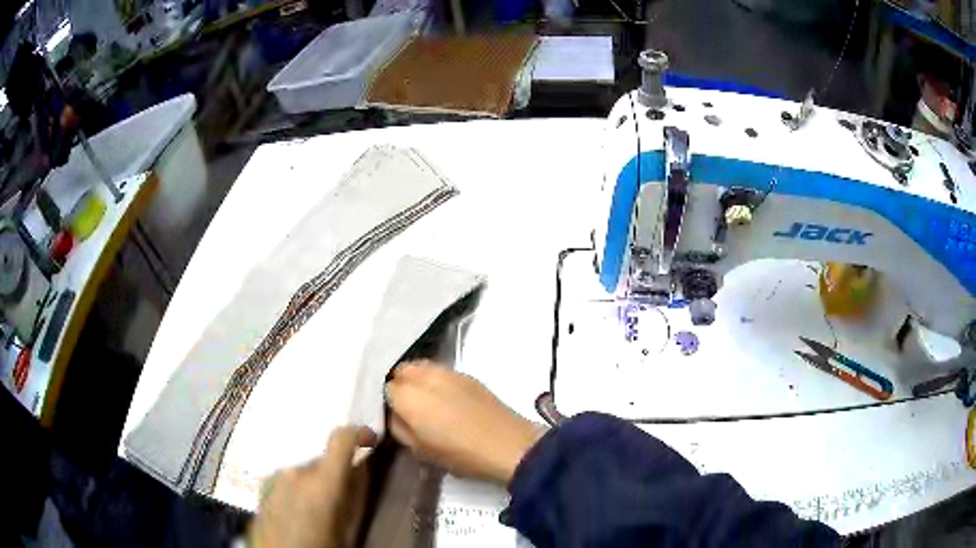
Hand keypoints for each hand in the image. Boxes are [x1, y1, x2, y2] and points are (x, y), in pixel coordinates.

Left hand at [249, 426, 375, 547]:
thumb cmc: (321, 545)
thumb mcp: (347, 526)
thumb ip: (355, 493)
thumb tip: (361, 467)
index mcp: (321, 481)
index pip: (341, 438)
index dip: (356, 435)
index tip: (364, 438)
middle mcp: (294, 471)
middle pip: (318, 458)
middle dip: (330, 470)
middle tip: (336, 493)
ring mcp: (273, 477)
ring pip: (301, 468)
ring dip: (310, 480)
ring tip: (313, 507)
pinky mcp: (261, 486)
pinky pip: (285, 479)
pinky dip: (294, 488)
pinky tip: (296, 510)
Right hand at [386, 362, 543, 483]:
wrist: (508, 445)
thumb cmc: (461, 454)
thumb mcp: (420, 450)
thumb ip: (399, 427)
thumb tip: (394, 414)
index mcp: (408, 397)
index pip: (385, 389)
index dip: (387, 403)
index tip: (394, 416)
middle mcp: (424, 376)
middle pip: (401, 371)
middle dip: (399, 385)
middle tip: (407, 407)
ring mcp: (447, 372)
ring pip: (420, 367)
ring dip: (416, 380)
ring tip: (425, 401)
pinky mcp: (466, 374)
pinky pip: (439, 371)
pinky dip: (434, 380)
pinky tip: (444, 398)